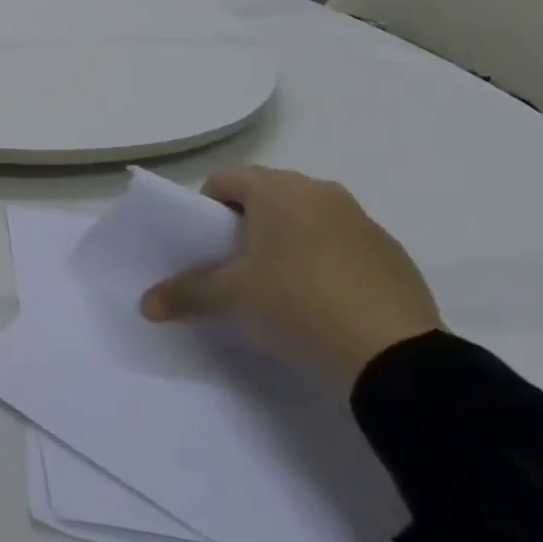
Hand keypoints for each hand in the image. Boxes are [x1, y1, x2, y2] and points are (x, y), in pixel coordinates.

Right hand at [140, 168, 442, 390]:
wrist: (397, 360)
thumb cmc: (298, 305)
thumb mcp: (231, 298)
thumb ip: (185, 292)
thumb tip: (145, 304)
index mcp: (277, 188)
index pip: (222, 181)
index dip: (206, 212)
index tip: (207, 249)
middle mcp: (319, 190)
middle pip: (265, 196)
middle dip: (246, 225)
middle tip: (238, 268)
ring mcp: (362, 220)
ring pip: (306, 218)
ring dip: (287, 241)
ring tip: (282, 286)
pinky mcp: (392, 253)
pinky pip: (342, 244)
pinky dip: (325, 260)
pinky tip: (325, 301)